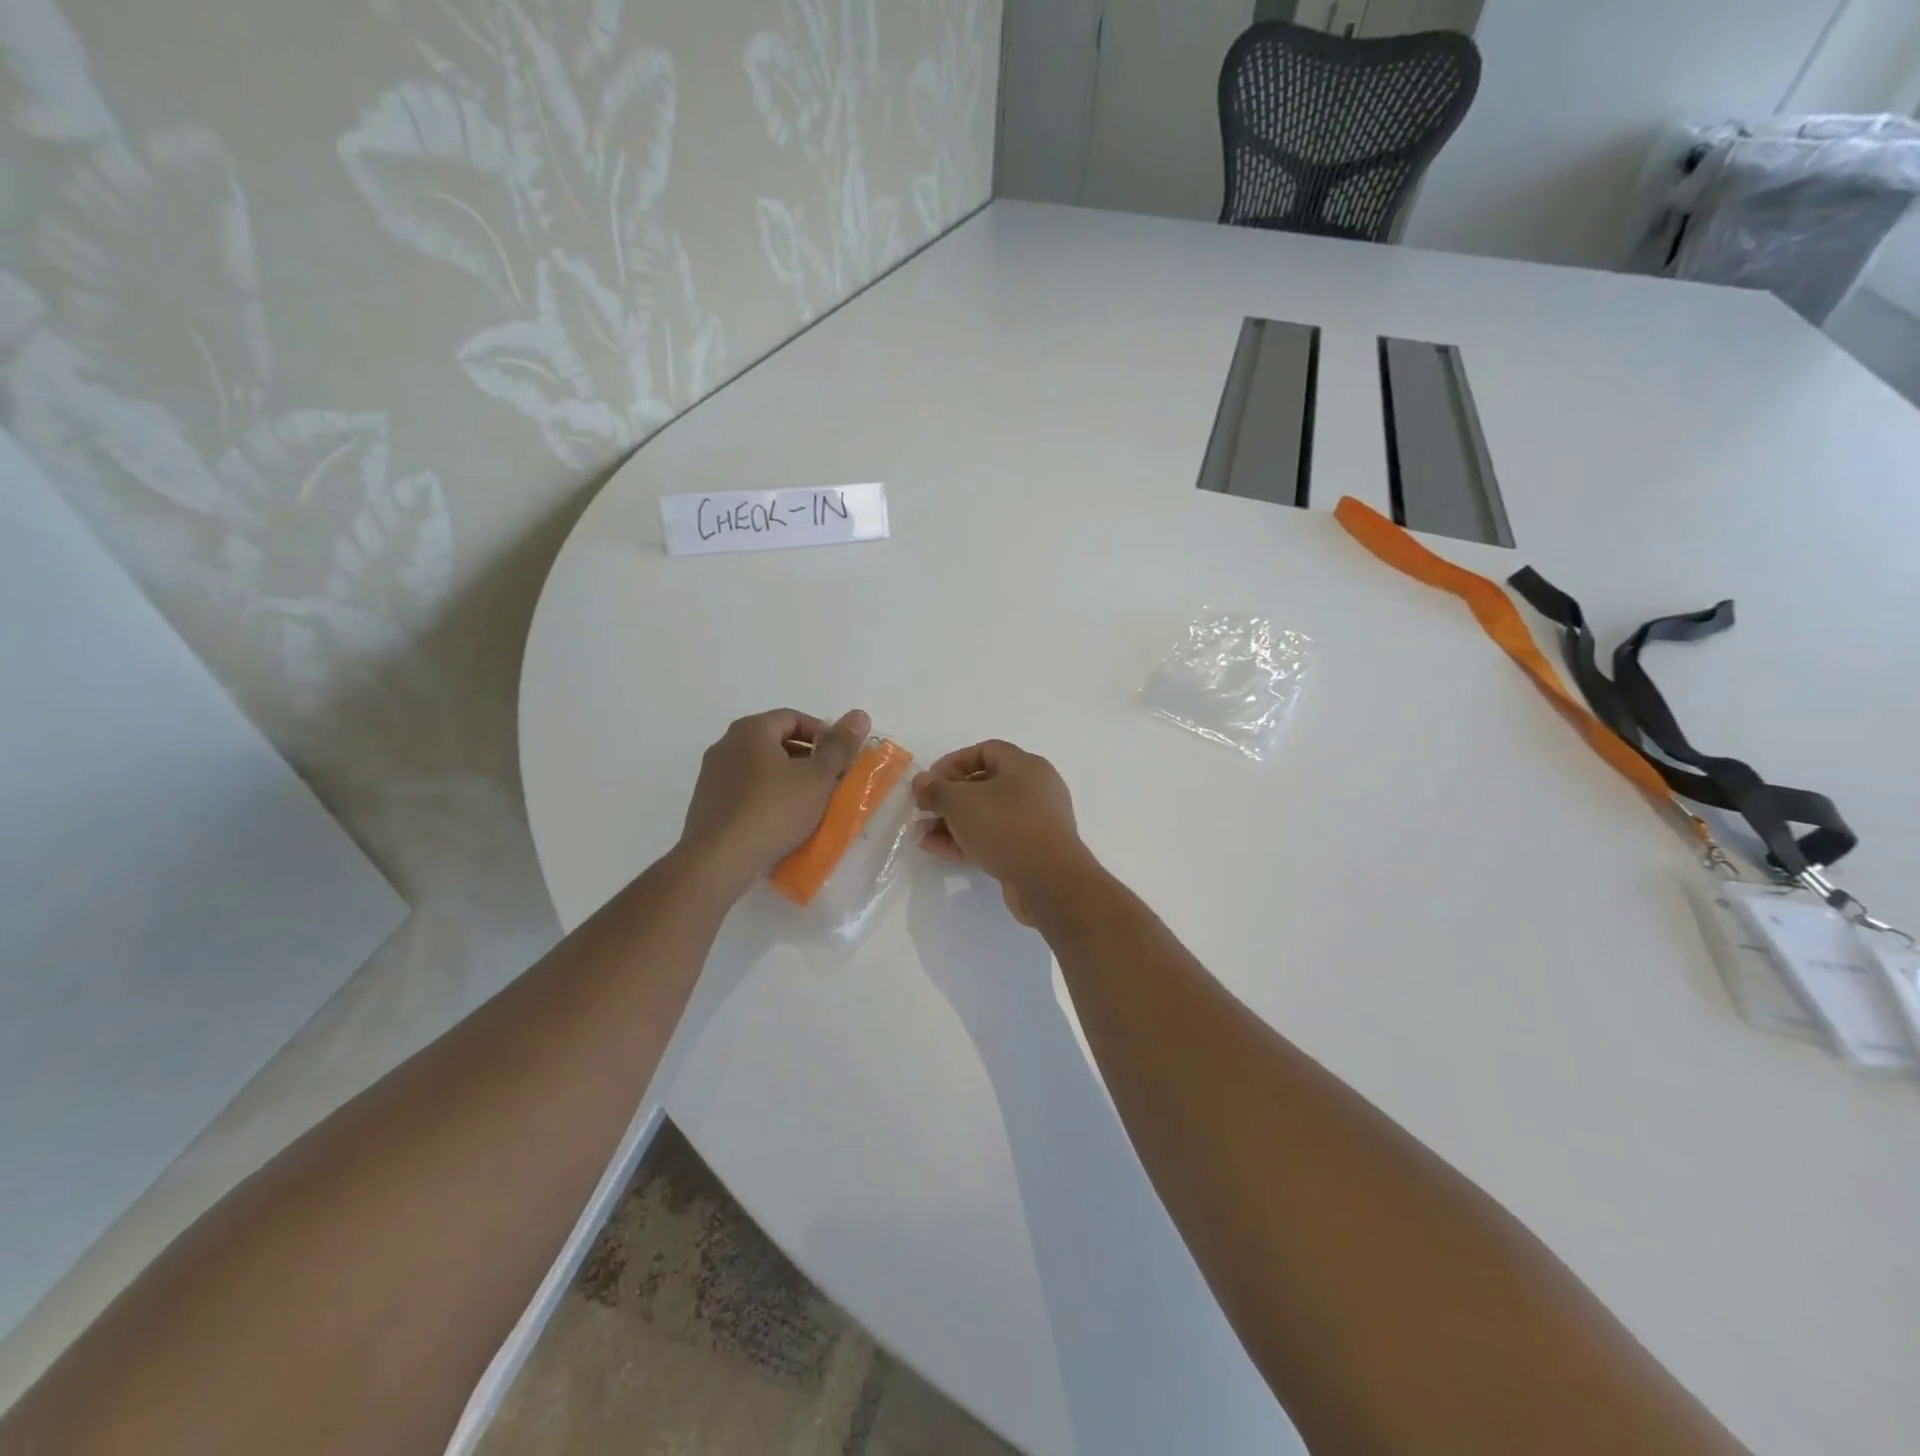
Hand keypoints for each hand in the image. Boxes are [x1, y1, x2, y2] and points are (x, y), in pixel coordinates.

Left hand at [679, 708, 870, 893]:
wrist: (718, 860)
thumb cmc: (773, 811)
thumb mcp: (817, 778)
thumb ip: (840, 746)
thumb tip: (860, 715)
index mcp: (751, 730)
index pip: (794, 718)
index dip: (823, 734)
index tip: (841, 759)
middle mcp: (727, 745)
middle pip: (776, 742)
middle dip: (808, 759)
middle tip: (832, 781)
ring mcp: (713, 775)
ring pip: (761, 768)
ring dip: (789, 780)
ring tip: (811, 803)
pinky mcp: (708, 803)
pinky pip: (747, 791)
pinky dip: (769, 798)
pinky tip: (784, 821)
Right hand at [913, 740, 1090, 925]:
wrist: (1049, 880)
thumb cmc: (1006, 826)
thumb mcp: (961, 803)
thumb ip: (936, 790)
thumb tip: (921, 782)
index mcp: (1025, 766)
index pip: (985, 751)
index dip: (953, 762)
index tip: (929, 781)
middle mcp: (1034, 789)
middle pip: (984, 785)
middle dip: (948, 798)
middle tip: (923, 810)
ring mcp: (1034, 822)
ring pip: (986, 815)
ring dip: (952, 822)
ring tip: (921, 834)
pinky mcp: (1030, 851)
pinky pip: (993, 838)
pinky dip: (966, 840)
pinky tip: (936, 849)